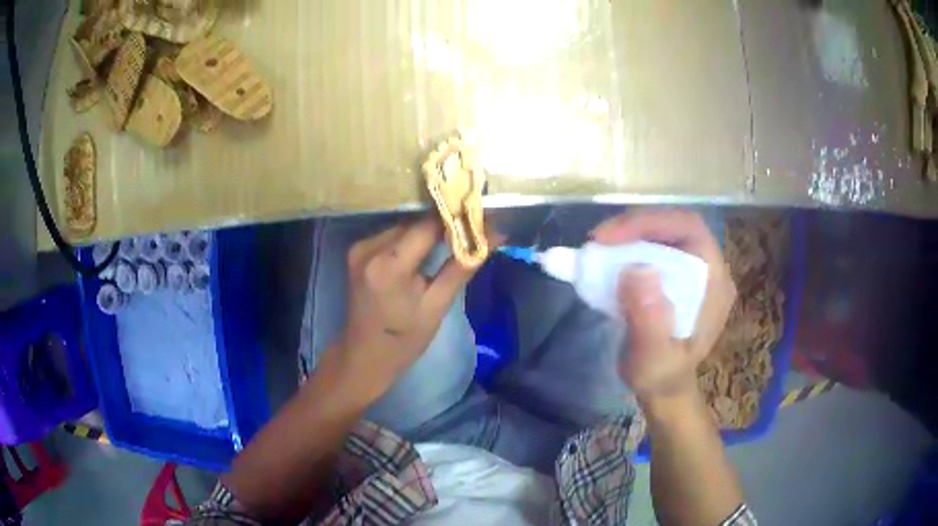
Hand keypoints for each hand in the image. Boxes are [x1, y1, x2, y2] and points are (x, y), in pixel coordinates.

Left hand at [324, 217, 482, 402]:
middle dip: (444, 225)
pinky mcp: (357, 251)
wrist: (365, 355)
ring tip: (453, 240)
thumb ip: (463, 266)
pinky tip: (426, 250)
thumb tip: (496, 235)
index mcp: (388, 265)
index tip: (482, 220)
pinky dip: (411, 239)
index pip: (428, 226)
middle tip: (472, 231)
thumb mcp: (437, 306)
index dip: (456, 219)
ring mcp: (359, 248)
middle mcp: (369, 248)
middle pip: (415, 224)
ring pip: (404, 226)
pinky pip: (391, 235)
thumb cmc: (404, 339)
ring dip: (427, 231)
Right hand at [592, 209, 735, 405]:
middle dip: (636, 226)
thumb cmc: (662, 378)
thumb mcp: (654, 360)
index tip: (610, 237)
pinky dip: (628, 247)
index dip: (651, 223)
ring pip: (663, 233)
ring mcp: (693, 271)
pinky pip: (654, 248)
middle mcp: (708, 269)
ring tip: (599, 247)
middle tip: (599, 240)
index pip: (689, 230)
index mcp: (714, 283)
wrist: (664, 390)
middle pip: (675, 226)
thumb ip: (650, 321)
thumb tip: (637, 271)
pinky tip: (609, 258)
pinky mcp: (676, 276)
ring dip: (629, 234)